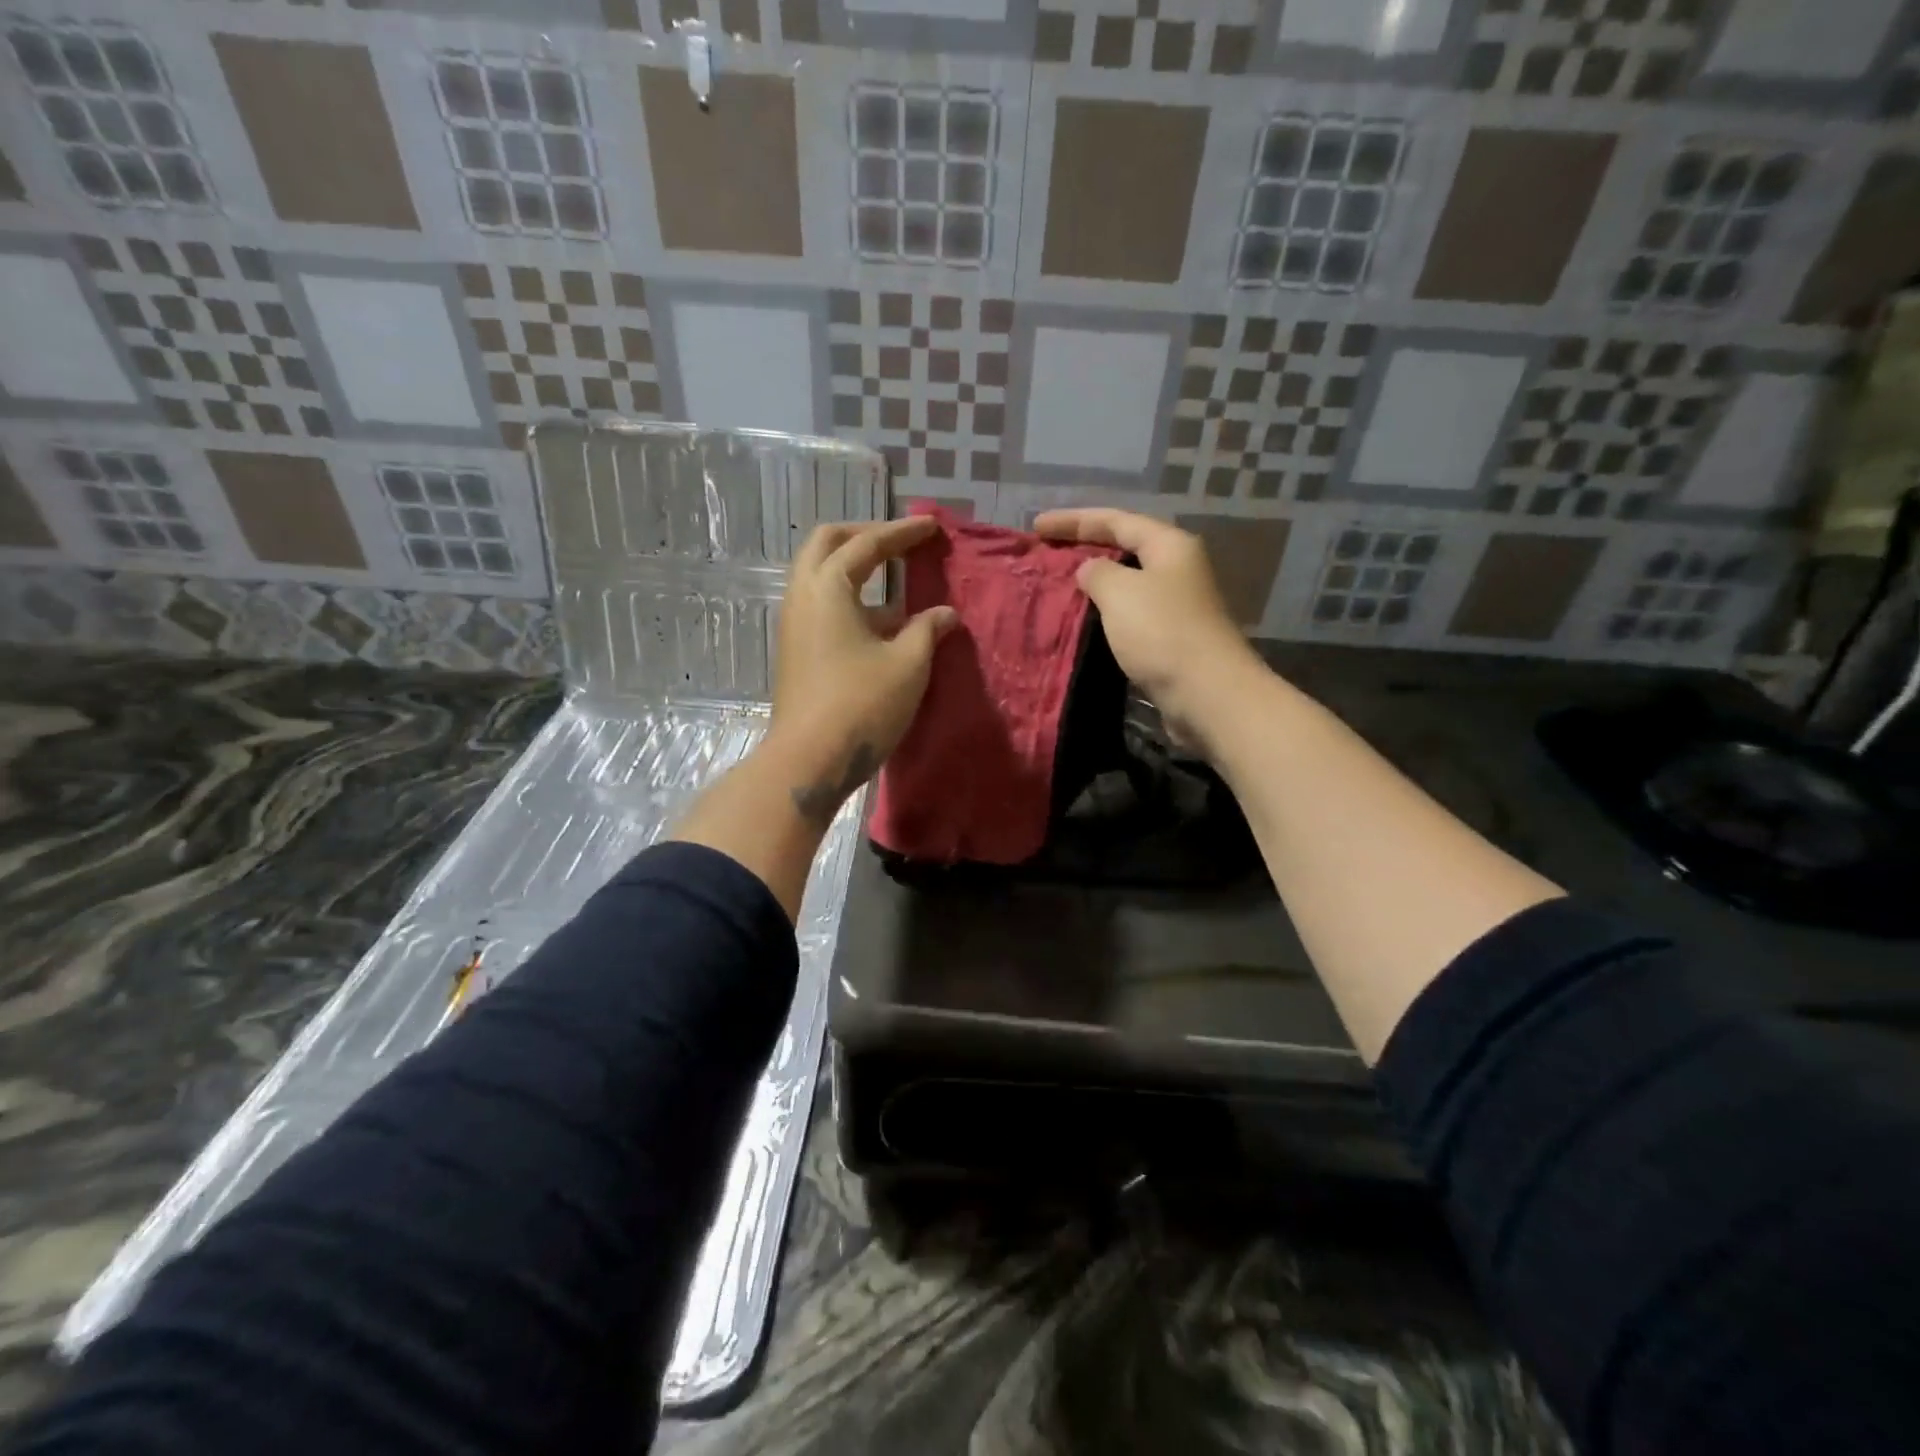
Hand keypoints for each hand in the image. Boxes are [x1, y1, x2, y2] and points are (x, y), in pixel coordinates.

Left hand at [770, 517, 957, 823]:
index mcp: (828, 587)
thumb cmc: (861, 705)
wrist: (808, 761)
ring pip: (821, 576)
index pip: (867, 543)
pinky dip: (851, 599)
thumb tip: (945, 614)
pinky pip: (822, 606)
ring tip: (898, 582)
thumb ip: (928, 630)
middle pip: (828, 544)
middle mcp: (803, 595)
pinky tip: (884, 623)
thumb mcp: (907, 664)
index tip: (932, 525)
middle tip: (900, 542)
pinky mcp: (796, 650)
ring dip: (856, 569)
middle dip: (865, 536)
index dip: (902, 531)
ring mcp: (794, 624)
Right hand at [1033, 508, 1258, 744]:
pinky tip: (1082, 622)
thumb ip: (1097, 572)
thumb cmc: (1161, 633)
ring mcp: (1176, 605)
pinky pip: (1129, 615)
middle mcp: (1177, 569)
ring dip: (1094, 583)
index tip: (1036, 527)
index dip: (1073, 520)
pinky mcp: (1170, 639)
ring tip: (1058, 587)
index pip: (1116, 520)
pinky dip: (1104, 613)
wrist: (1207, 695)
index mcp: (1169, 546)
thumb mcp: (1120, 592)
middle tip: (1045, 552)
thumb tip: (1090, 571)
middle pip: (1124, 548)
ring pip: (1126, 584)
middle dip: (1084, 548)